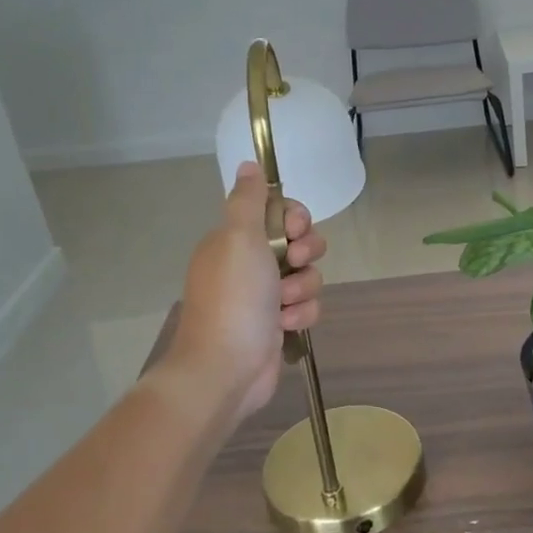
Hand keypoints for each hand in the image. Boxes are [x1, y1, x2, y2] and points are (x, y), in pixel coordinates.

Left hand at [166, 163, 327, 422]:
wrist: (225, 369)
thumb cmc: (234, 299)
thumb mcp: (239, 238)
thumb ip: (249, 200)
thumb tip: (248, 163)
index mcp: (234, 240)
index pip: (278, 212)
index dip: (294, 218)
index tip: (293, 230)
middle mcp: (249, 264)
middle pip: (298, 242)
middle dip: (305, 253)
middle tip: (292, 264)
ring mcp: (264, 296)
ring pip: (307, 275)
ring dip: (303, 288)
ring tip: (285, 305)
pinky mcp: (279, 324)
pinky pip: (307, 305)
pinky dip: (302, 314)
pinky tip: (286, 326)